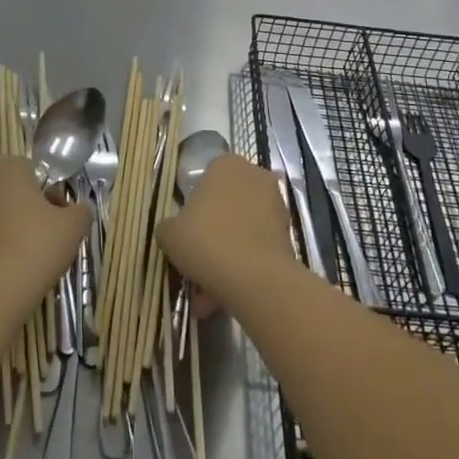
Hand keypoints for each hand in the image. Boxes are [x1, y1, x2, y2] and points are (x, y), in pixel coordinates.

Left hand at [0, 156, 89, 309]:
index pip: (35, 172)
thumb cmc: (35, 247)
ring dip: (10, 227)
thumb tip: (77, 210)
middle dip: (29, 209)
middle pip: (12, 191)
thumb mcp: (73, 227)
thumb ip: (81, 210)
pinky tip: (7, 268)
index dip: (51, 195)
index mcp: (6, 167)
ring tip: (27, 257)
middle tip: (47, 237)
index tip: (60, 220)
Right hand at [155, 154, 294, 311]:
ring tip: (207, 289)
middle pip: (226, 203)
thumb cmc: (206, 241)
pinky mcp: (289, 235)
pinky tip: (224, 294)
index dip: (194, 204)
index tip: (186, 228)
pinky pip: (256, 247)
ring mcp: (276, 206)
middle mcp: (255, 177)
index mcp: (226, 165)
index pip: (206, 177)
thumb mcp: (169, 233)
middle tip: (196, 258)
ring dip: (227, 253)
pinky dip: (243, 266)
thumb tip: (174, 230)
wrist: (255, 278)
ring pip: (242, 229)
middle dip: (213, 231)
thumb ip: (169, 226)